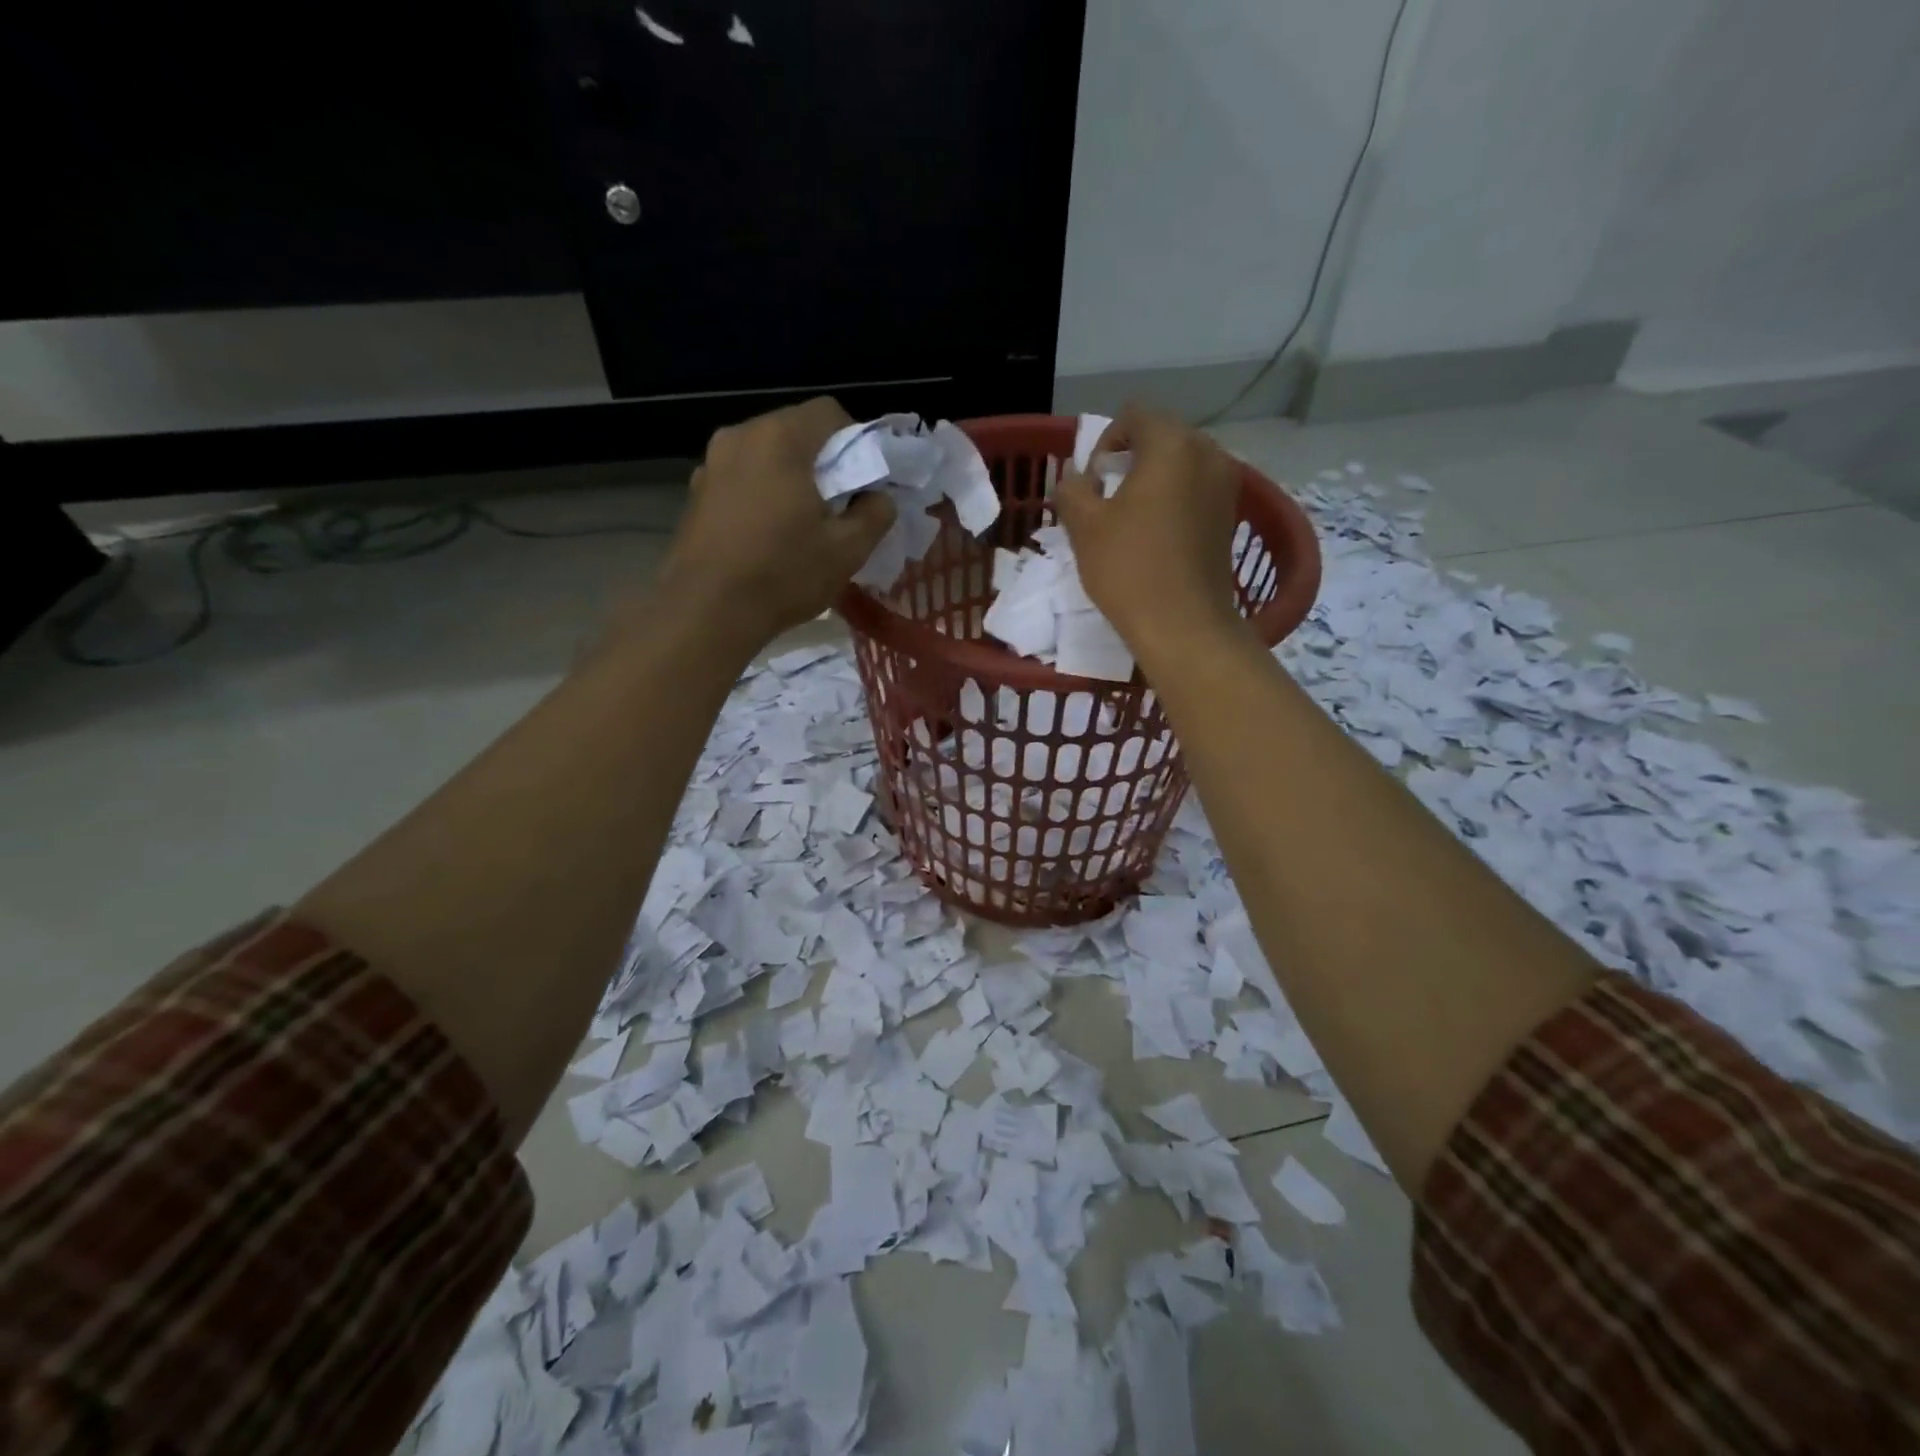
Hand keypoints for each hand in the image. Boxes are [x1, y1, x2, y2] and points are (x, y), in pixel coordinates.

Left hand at [657, 398, 895, 650]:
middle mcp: (740, 436)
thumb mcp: (847, 550)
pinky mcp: (696, 493)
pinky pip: (742, 480)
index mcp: (780, 438)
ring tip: (802, 526)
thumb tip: (879, 497)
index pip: (829, 412)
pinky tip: (767, 537)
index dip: (856, 443)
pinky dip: (761, 496)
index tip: (863, 483)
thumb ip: (875, 514)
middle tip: (838, 508)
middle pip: (795, 432)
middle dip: (822, 463)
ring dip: (790, 480)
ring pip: (766, 457)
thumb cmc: (783, 574)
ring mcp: (712, 464)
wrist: (706, 612)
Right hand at [1054, 402, 1247, 664]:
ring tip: (1130, 519)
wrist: (1184, 626)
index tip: (1092, 481)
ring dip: (1153, 481)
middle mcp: (1208, 453)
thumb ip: (1072, 488)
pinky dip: (1173, 501)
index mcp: (1172, 444)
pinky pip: (1196, 491)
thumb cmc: (1129, 569)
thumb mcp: (1084, 526)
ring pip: (1181, 465)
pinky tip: (1155, 536)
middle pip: (1162, 437)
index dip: (1105, 441)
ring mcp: (1226, 485)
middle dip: (1130, 459)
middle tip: (1106, 499)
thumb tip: (1076, 476)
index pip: (1134, 415)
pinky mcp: (1230, 517)